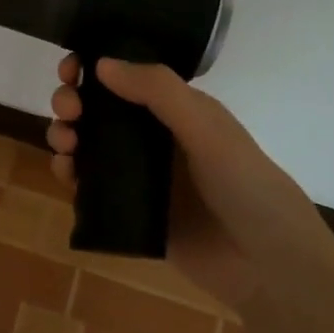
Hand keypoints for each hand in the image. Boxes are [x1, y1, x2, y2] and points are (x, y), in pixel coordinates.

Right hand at [48, 55, 333, 332]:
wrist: (269, 269)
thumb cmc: (248, 188)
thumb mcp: (208, 130)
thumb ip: (159, 93)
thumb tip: (100, 62)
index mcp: (179, 112)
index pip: (128, 78)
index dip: (95, 67)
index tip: (70, 67)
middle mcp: (157, 139)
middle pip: (101, 110)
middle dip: (74, 101)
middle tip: (67, 110)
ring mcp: (141, 177)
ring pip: (90, 146)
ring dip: (67, 135)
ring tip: (64, 143)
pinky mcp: (130, 213)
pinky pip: (90, 187)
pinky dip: (70, 174)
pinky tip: (65, 172)